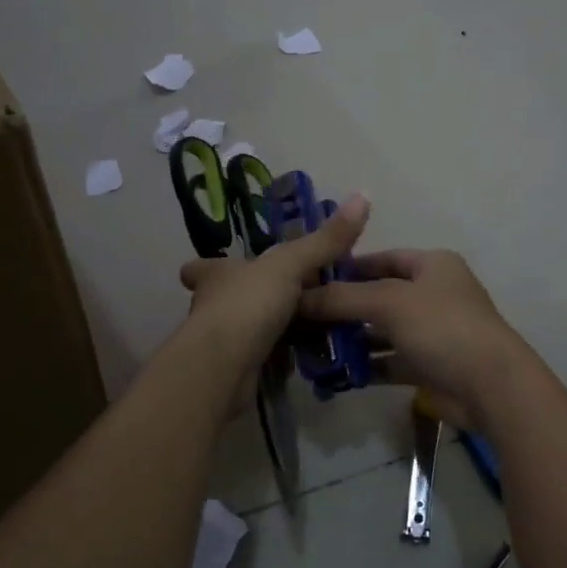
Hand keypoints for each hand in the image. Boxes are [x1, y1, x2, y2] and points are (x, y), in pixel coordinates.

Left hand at [179, 194, 369, 371]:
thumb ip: (325, 240)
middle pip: (232, 298)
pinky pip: (263, 358)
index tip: (231, 265)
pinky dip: (282, 357)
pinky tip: (307, 356)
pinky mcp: (235, 371)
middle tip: (297, 295)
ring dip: (274, 328)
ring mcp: (222, 341)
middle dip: (258, 297)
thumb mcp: (291, 265)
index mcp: (217, 275)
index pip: (203, 267)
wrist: (223, 369)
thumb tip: (363, 196)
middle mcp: (213, 306)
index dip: (213, 266)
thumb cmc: (248, 305)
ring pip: (250, 330)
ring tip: (314, 325)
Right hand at [296, 248, 530, 423]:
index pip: (384, 258)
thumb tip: (298, 296)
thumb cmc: (442, 327)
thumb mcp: (389, 303)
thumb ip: (342, 298)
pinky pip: (391, 361)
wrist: (491, 386)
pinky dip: (367, 365)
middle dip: (344, 307)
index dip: (349, 267)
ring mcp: (433, 332)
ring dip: (352, 339)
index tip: (312, 280)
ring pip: (383, 331)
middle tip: (303, 318)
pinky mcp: (430, 366)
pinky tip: (336, 372)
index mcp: (433, 265)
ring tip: (311, 346)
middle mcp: (434, 294)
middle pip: (380, 296)